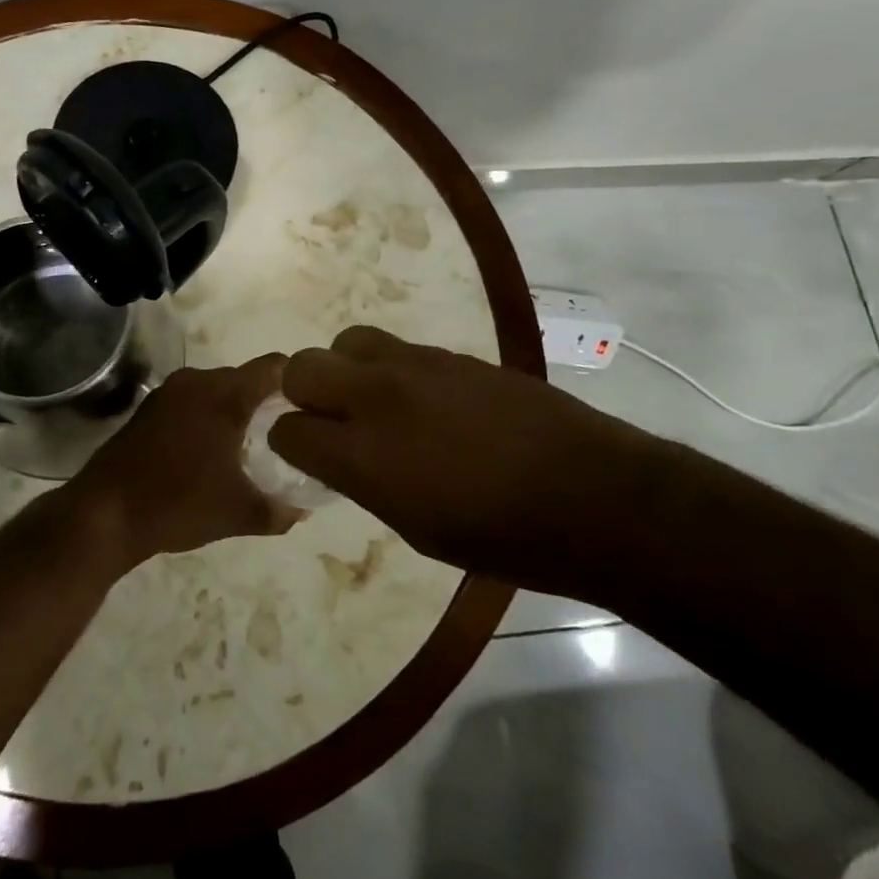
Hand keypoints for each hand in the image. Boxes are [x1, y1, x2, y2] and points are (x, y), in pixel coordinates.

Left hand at [73, 356, 299, 565]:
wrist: (104, 514)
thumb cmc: (178, 505)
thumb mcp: (238, 513)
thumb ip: (280, 510)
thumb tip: (304, 509)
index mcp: (225, 395)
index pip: (275, 367)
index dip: (298, 382)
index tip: (312, 407)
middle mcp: (198, 381)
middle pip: (246, 378)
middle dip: (267, 402)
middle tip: (285, 434)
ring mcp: (169, 391)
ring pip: (217, 389)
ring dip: (234, 410)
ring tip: (249, 445)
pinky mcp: (149, 407)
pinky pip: (192, 400)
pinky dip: (207, 416)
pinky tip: (209, 450)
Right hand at [269, 326, 672, 596]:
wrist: (590, 494)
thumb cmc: (501, 537)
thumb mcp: (416, 528)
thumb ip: (365, 482)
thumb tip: (341, 457)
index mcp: (362, 455)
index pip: (288, 428)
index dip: (288, 442)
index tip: (304, 453)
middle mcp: (378, 397)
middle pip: (303, 366)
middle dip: (302, 392)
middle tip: (330, 419)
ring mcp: (416, 366)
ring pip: (349, 341)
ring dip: (347, 370)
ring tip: (375, 400)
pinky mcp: (452, 353)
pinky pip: (399, 348)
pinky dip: (392, 369)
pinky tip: (424, 399)